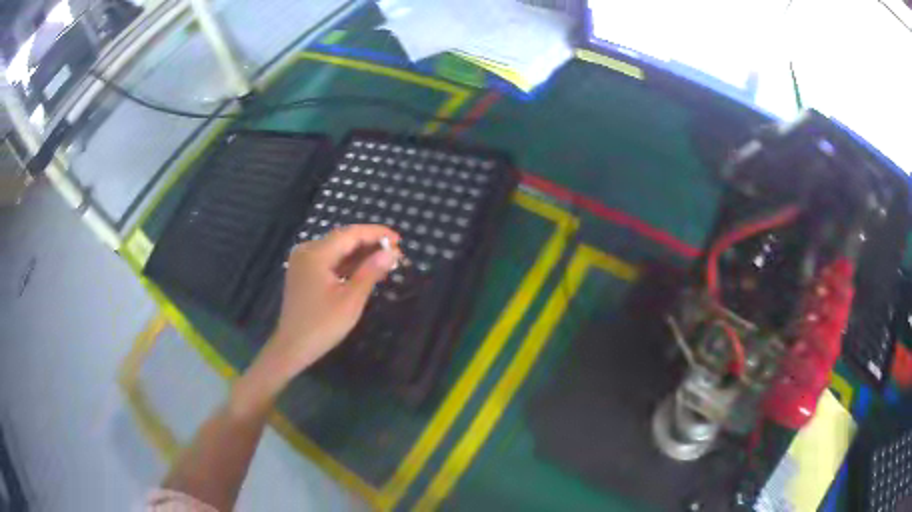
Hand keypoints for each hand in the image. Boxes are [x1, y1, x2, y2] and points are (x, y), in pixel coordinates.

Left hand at [234, 225, 400, 410]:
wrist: (292, 347)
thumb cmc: (322, 325)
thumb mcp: (351, 300)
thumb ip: (370, 272)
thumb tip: (391, 253)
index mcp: (316, 254)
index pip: (351, 234)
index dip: (376, 234)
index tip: (399, 240)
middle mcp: (307, 251)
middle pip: (343, 239)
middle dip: (370, 245)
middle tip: (396, 255)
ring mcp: (303, 262)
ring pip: (337, 250)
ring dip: (360, 255)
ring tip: (385, 262)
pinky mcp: (303, 273)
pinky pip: (329, 261)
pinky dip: (347, 264)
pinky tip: (364, 271)